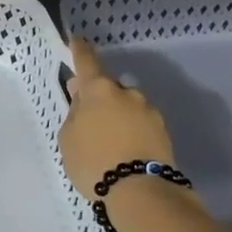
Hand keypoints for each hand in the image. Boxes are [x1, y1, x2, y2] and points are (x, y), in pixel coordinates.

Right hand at [58, 39, 175, 196]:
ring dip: (116, 116)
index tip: (77, 40)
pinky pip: (139, 124)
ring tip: (107, 143)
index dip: (80, 50)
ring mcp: (149, 111)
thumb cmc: (93, 161)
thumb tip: (83, 100)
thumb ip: (74, 114)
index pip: (87, 62)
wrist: (139, 191)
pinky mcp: (163, 131)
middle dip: (98, 98)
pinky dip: (130, 131)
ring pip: (126, 107)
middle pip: (108, 89)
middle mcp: (127, 93)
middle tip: (87, 118)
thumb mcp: (68, 139)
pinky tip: (123, 151)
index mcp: (99, 90)